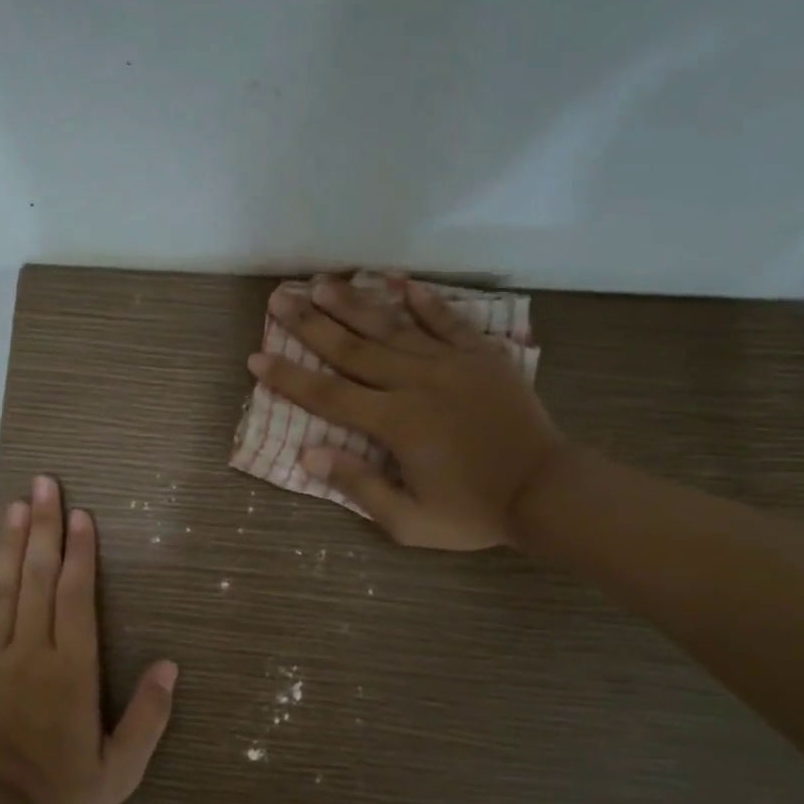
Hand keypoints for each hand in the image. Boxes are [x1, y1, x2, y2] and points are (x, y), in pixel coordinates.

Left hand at [0, 475, 178, 803]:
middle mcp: (30, 651)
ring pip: (1, 591)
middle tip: (43, 485)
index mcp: (70, 668)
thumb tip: (171, 666)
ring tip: (14, 507)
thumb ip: (148, 716)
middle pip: (38, 578)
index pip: (76, 596)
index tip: (81, 514)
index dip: (81, 552)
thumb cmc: (60, 793)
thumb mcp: (119, 768)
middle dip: (44, 528)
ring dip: (10, 546)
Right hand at [250, 276, 567, 550]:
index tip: (256, 358)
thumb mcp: (409, 521)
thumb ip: (359, 487)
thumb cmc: (474, 512)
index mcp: (395, 423)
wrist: (547, 492)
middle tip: (279, 298)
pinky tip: (399, 282)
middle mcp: (416, 383)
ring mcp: (451, 364)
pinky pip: (447, 320)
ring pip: (392, 327)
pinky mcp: (481, 355)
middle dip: (310, 323)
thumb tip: (309, 455)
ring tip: (322, 283)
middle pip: (353, 349)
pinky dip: (423, 300)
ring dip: (354, 304)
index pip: (328, 395)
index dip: (289, 378)